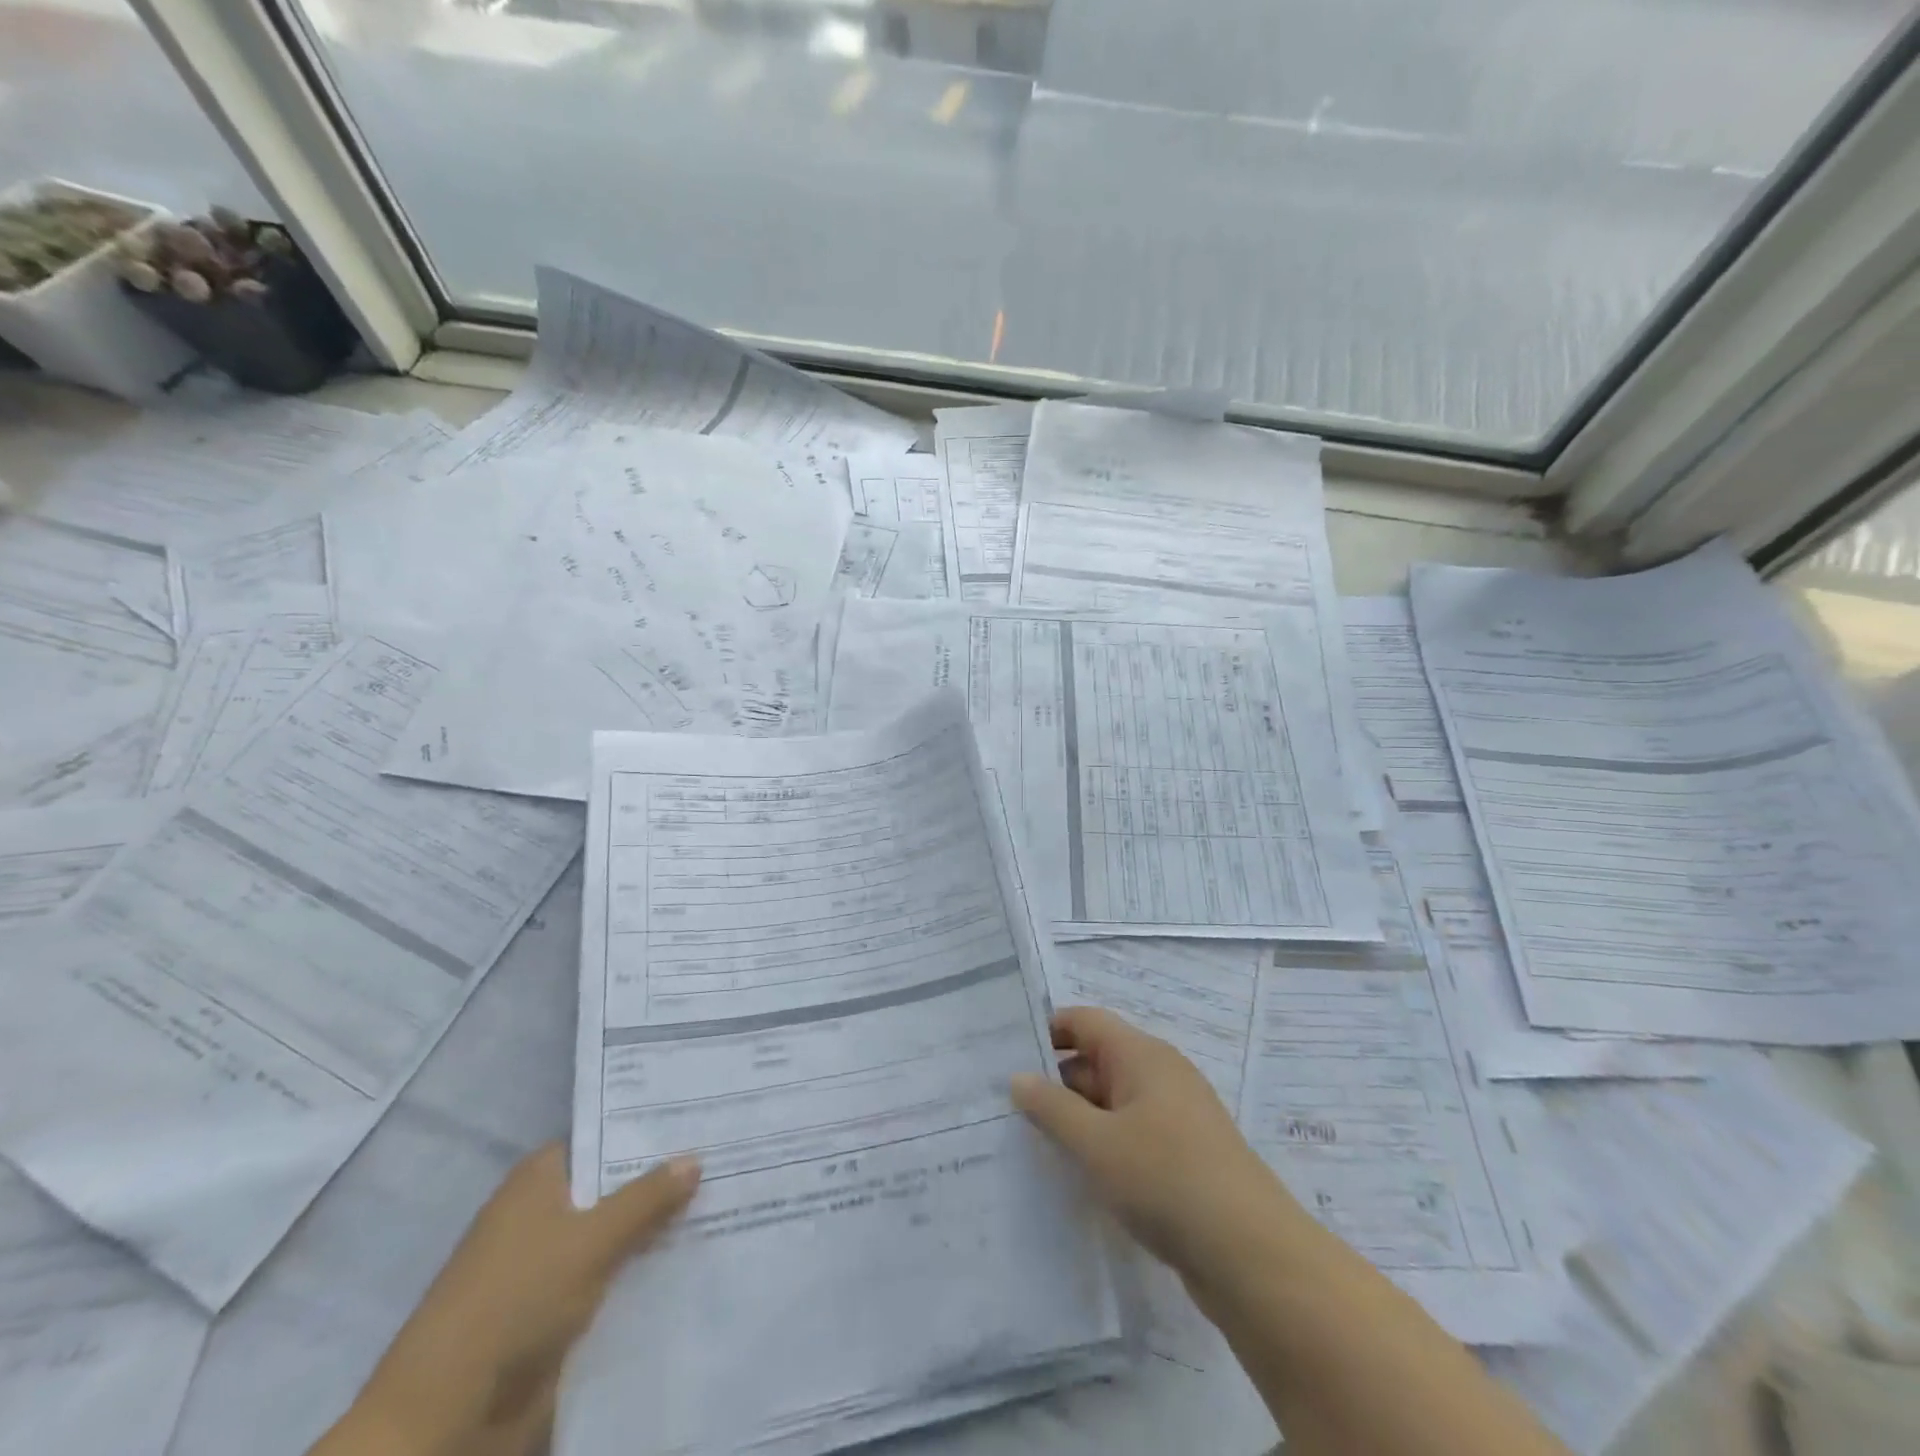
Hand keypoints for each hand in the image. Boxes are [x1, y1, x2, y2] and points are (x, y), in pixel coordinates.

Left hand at [313, 1144, 699, 1455]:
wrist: (444, 1421)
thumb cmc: (513, 1302)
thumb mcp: (590, 1241)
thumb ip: (646, 1198)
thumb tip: (695, 1158)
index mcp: (540, 1179)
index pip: (606, 1135)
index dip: (651, 1129)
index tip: (703, 1119)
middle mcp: (544, 1212)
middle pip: (615, 1185)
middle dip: (665, 1180)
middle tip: (730, 1157)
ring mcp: (549, 1265)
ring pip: (617, 1234)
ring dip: (659, 1230)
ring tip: (728, 1204)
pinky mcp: (556, 1312)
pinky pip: (612, 1278)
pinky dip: (644, 1272)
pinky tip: (695, 1260)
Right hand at [1011, 1006, 1301, 1279]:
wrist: (1253, 1257)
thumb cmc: (1166, 1180)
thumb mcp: (1097, 1144)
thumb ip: (1052, 1108)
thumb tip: (1018, 1077)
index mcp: (1142, 1055)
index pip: (1084, 1021)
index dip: (1046, 1031)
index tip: (1005, 1054)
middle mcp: (1159, 1075)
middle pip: (1096, 1059)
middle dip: (1054, 1080)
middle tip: (1005, 1104)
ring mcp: (1175, 1116)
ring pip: (1112, 1102)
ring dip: (1076, 1117)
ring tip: (1030, 1141)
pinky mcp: (1183, 1156)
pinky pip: (1130, 1134)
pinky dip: (1102, 1144)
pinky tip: (1076, 1173)